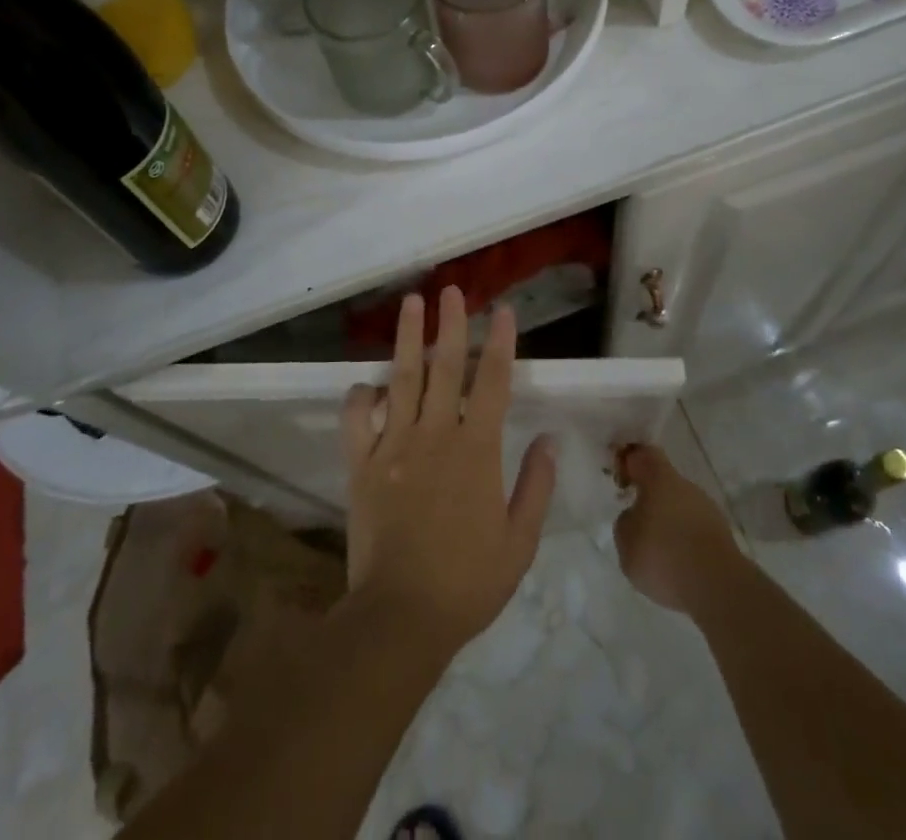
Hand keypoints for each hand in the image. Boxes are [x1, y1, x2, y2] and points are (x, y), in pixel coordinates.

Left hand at [339, 287, 555, 655]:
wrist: (402, 617)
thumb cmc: (468, 582)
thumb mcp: (519, 542)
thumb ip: (535, 486)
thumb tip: (549, 439)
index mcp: (476, 450)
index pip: (492, 382)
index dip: (500, 343)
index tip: (503, 311)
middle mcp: (435, 435)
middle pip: (445, 366)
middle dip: (450, 324)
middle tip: (450, 290)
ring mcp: (394, 446)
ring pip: (402, 379)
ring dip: (408, 338)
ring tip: (410, 304)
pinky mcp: (362, 465)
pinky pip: (356, 420)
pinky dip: (360, 397)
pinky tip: (368, 383)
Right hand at [613, 442, 743, 615]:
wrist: (717, 587)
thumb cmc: (663, 554)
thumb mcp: (625, 541)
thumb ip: (625, 522)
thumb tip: (635, 517)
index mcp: (660, 478)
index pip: (642, 455)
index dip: (629, 462)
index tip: (620, 480)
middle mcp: (686, 486)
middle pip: (664, 482)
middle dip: (650, 498)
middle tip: (636, 521)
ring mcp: (708, 510)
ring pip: (681, 507)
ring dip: (668, 522)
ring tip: (656, 551)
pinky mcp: (722, 537)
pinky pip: (695, 530)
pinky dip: (684, 542)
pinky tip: (676, 565)